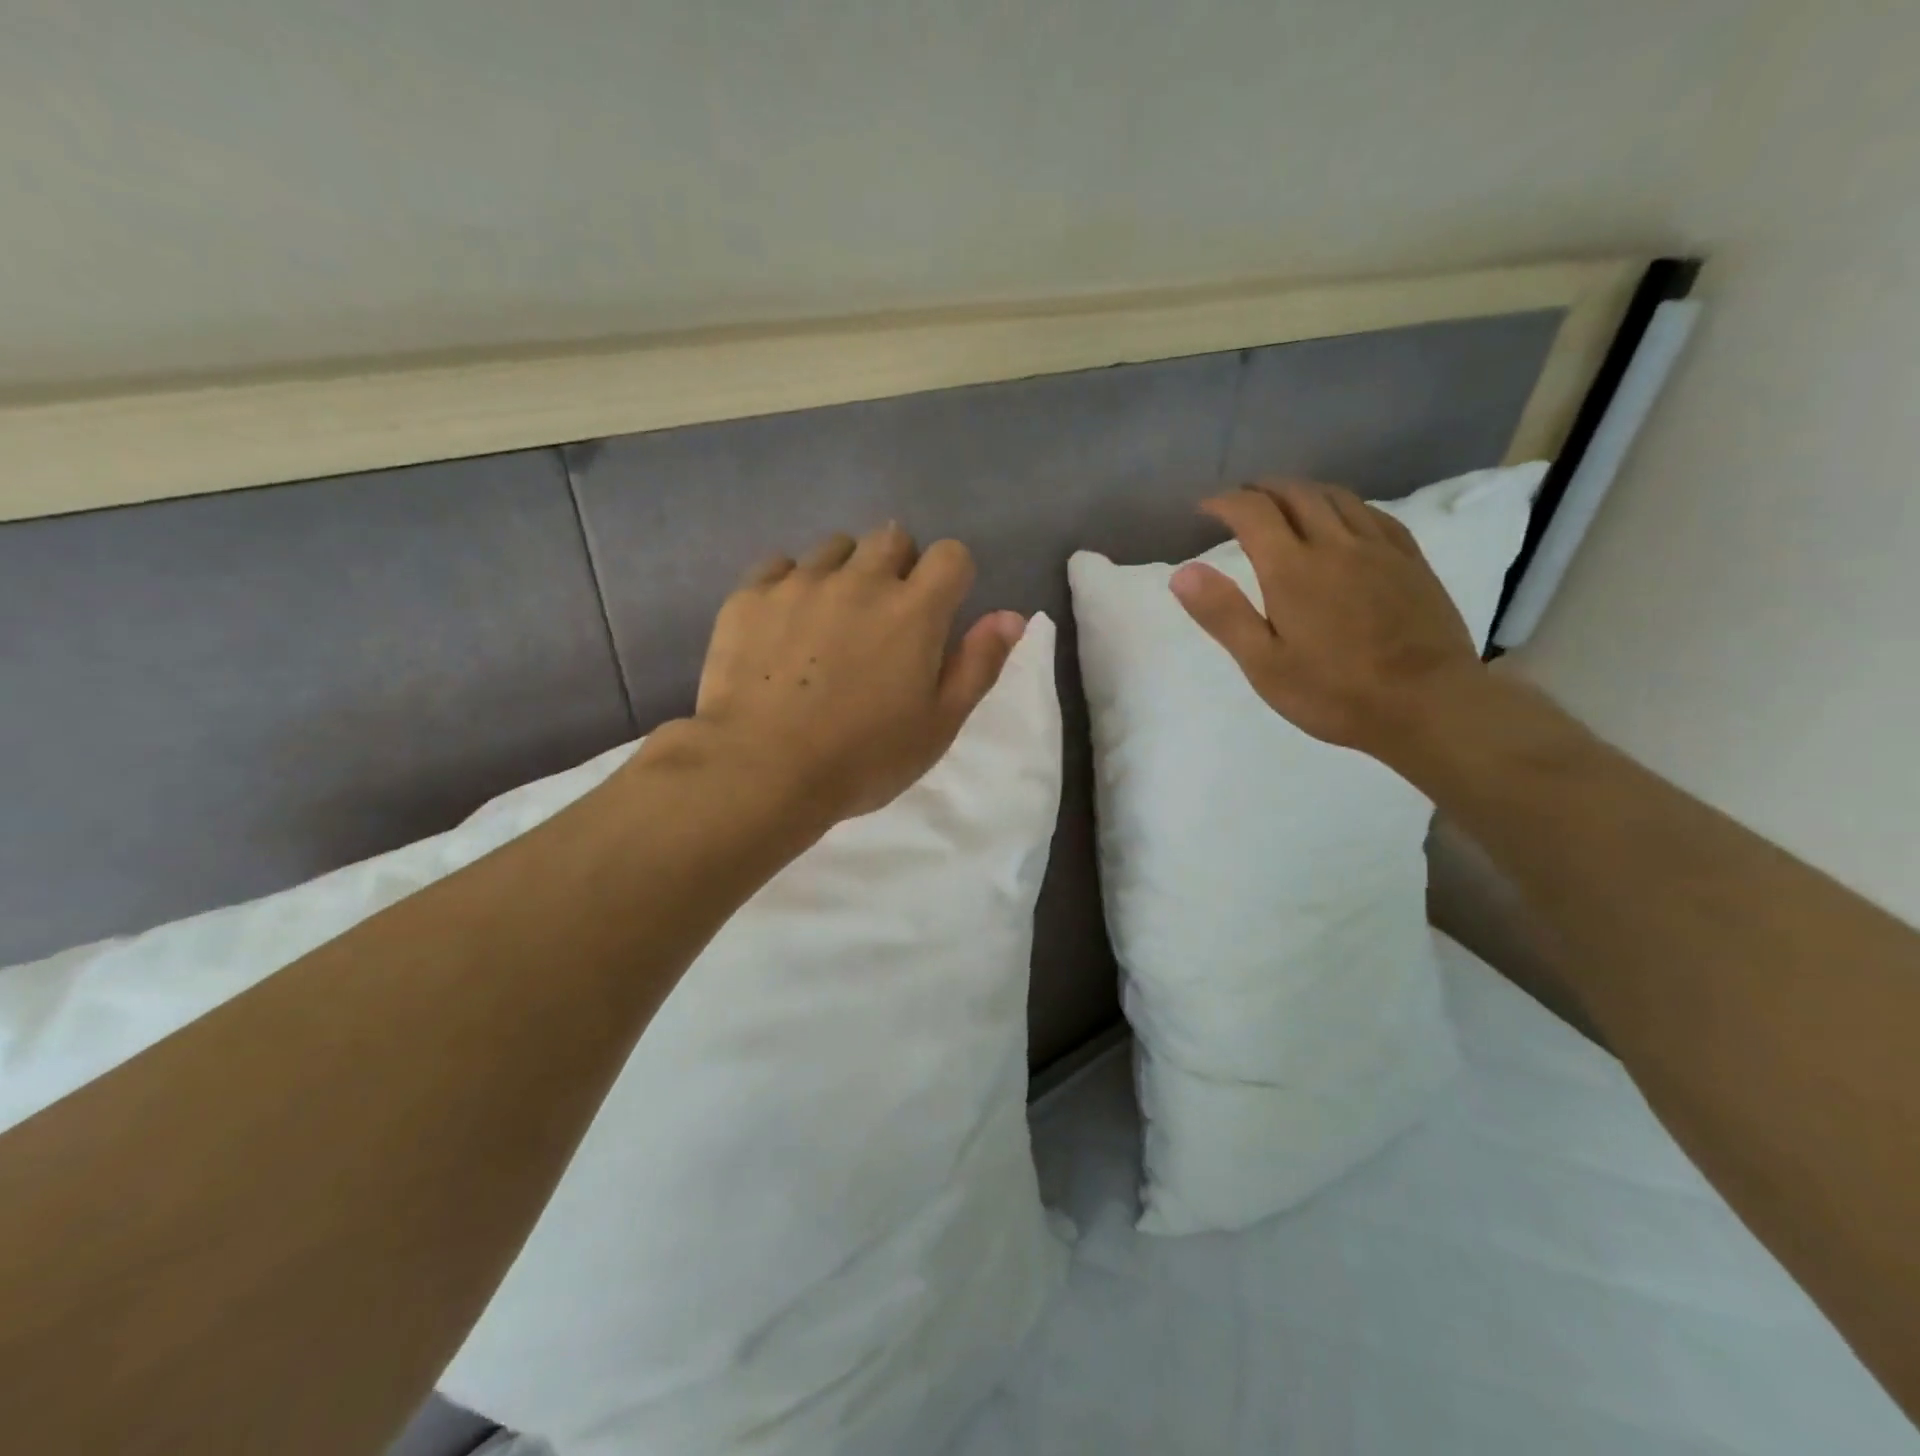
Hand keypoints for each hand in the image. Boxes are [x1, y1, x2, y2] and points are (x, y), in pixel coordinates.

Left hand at [655, 522, 1024, 823]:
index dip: (951, 577)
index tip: (939, 611)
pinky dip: (792, 584)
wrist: (761, 771)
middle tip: (885, 617)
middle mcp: (860, 580)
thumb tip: (1011, 616)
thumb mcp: (939, 724)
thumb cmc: (863, 758)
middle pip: (892, 537)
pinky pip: (780, 566)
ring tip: (831, 620)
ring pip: (835, 547)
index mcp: (914, 611)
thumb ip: (978, 664)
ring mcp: (800, 583)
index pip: (951, 555)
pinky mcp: (750, 596)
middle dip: (898, 565)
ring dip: (845, 572)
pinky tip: (784, 625)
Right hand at [1169, 480, 1485, 759]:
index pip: (1253, 513)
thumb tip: (1183, 571)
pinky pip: (1373, 513)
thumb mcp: (1264, 664)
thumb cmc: (1334, 692)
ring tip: (1283, 502)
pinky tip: (1341, 518)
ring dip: (1302, 490)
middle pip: (1296, 494)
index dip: (1225, 503)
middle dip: (1262, 489)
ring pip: (1336, 497)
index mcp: (1292, 569)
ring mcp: (1379, 548)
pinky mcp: (1410, 560)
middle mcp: (1335, 544)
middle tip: (1240, 501)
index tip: (1205, 509)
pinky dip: (1344, 504)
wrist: (1428, 705)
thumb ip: (1223, 614)